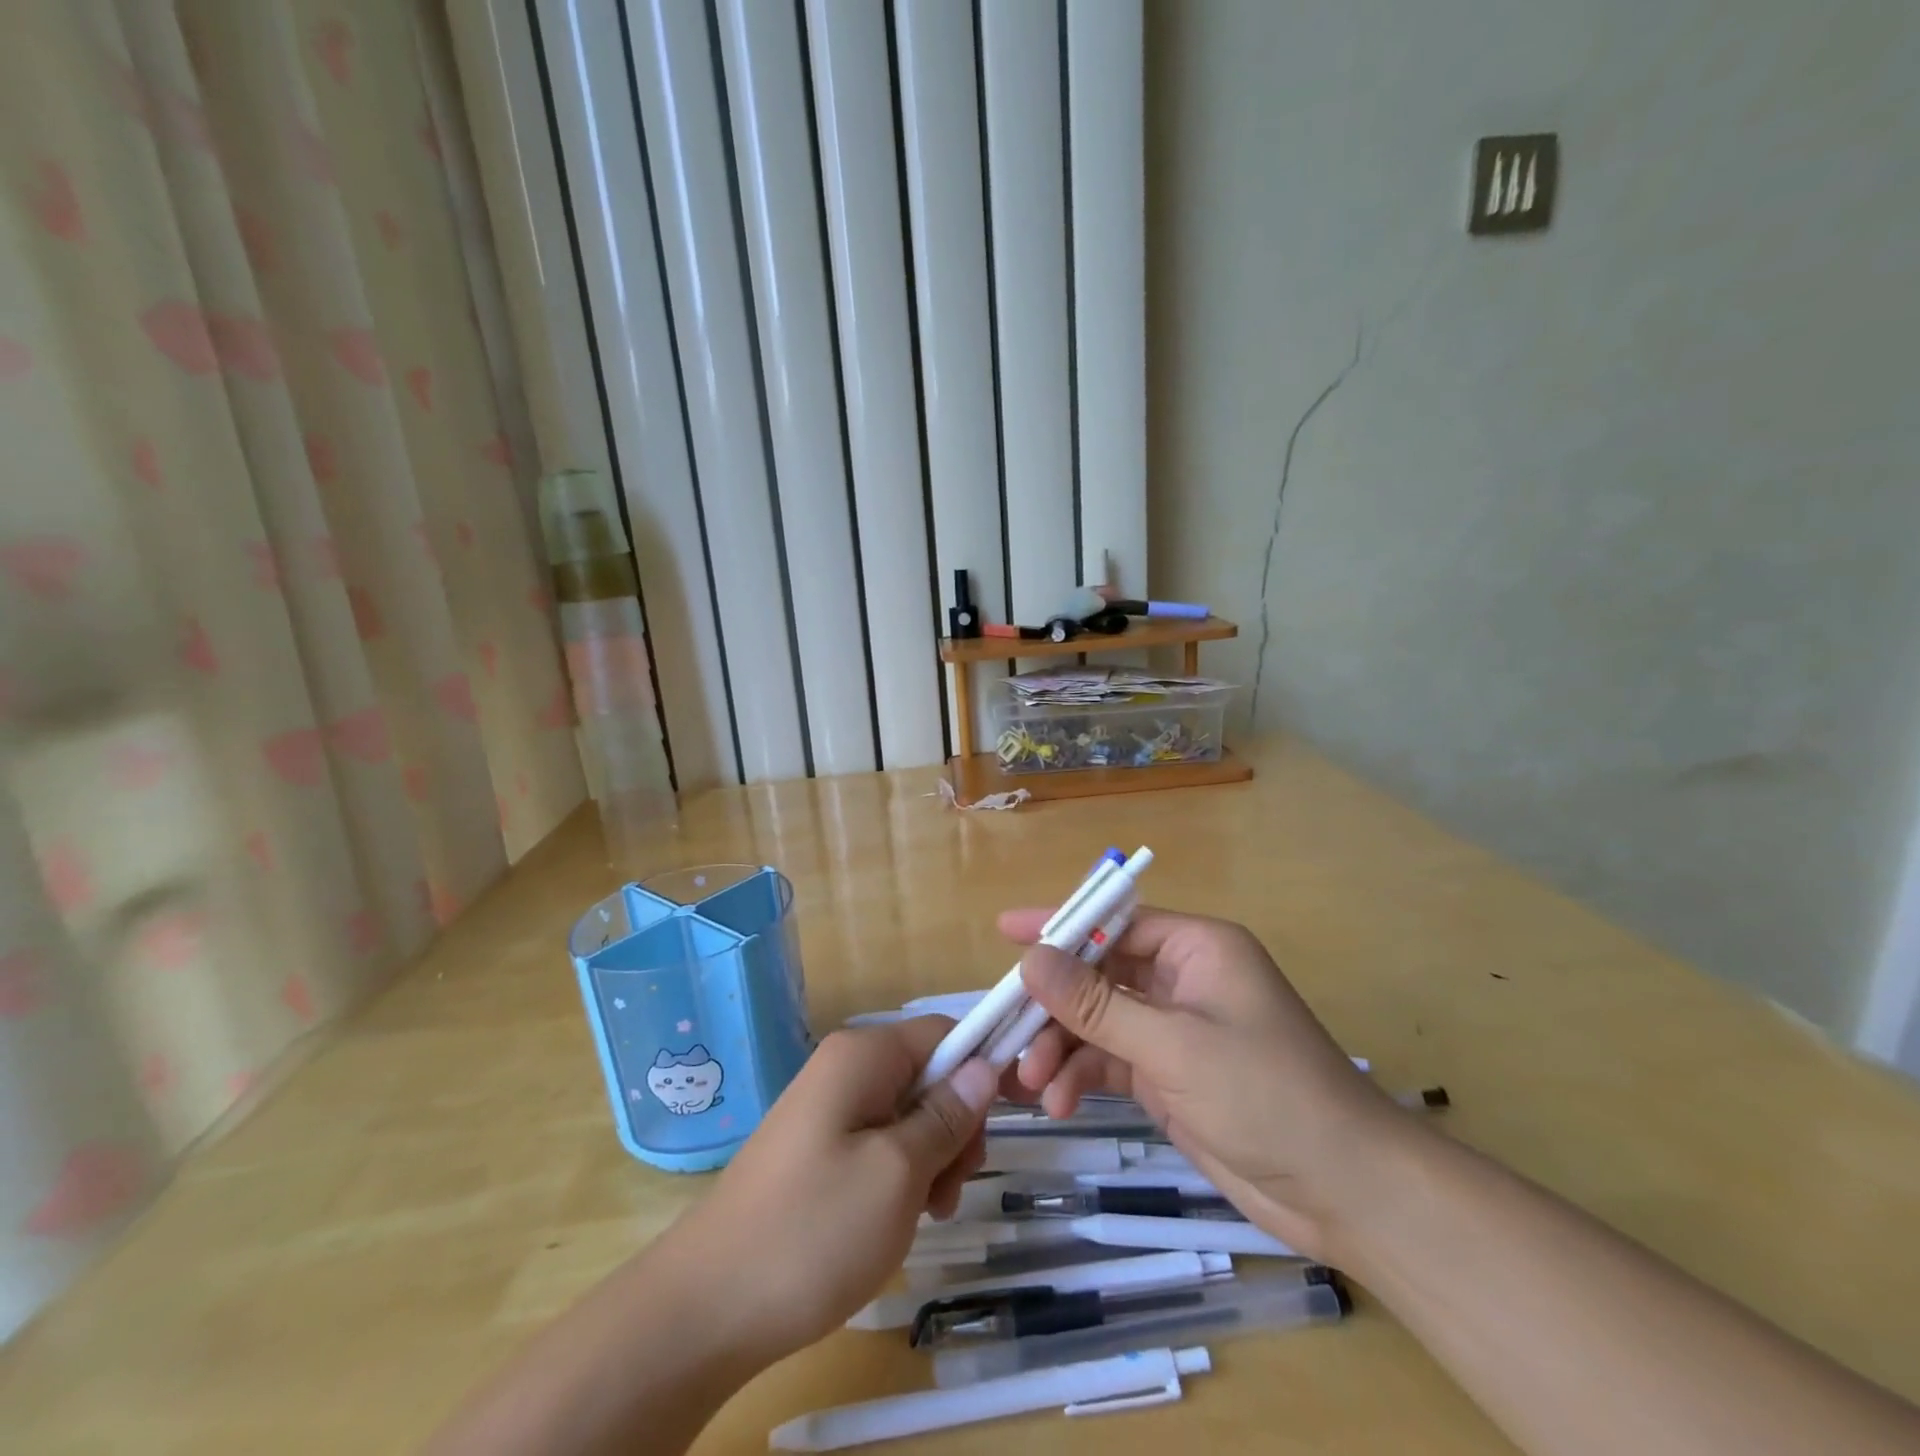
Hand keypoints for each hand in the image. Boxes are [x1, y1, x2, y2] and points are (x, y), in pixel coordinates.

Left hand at [655, 1018, 997, 1366]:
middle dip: (954, 1125)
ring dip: (932, 1158)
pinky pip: (880, 1143)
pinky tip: (898, 1219)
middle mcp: (845, 1068)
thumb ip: (946, 1115)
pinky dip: (901, 1175)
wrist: (707, 1306)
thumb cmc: (813, 1230)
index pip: (944, 1032)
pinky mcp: (819, 1148)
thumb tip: (984, 1067)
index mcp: (863, 1055)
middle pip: (928, 1074)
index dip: (985, 1064)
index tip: (1017, 1113)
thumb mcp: (898, 1173)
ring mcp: (829, 1109)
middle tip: (952, 1186)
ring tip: (926, 1213)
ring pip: (909, 1114)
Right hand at [1003, 907, 1415, 1261]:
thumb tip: (1031, 960)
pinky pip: (1109, 1061)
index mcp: (1196, 948)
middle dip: (1054, 1005)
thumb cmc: (1266, 1094)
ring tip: (1032, 1085)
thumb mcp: (1174, 1045)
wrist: (1345, 1191)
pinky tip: (1059, 1102)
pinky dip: (1081, 1077)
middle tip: (1007, 1031)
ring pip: (1097, 1022)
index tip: (1005, 930)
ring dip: (1062, 1048)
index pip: (1115, 921)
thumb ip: (1097, 1004)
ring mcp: (1173, 1030)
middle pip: (1098, 974)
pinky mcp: (1168, 1075)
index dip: (1060, 924)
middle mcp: (1181, 980)